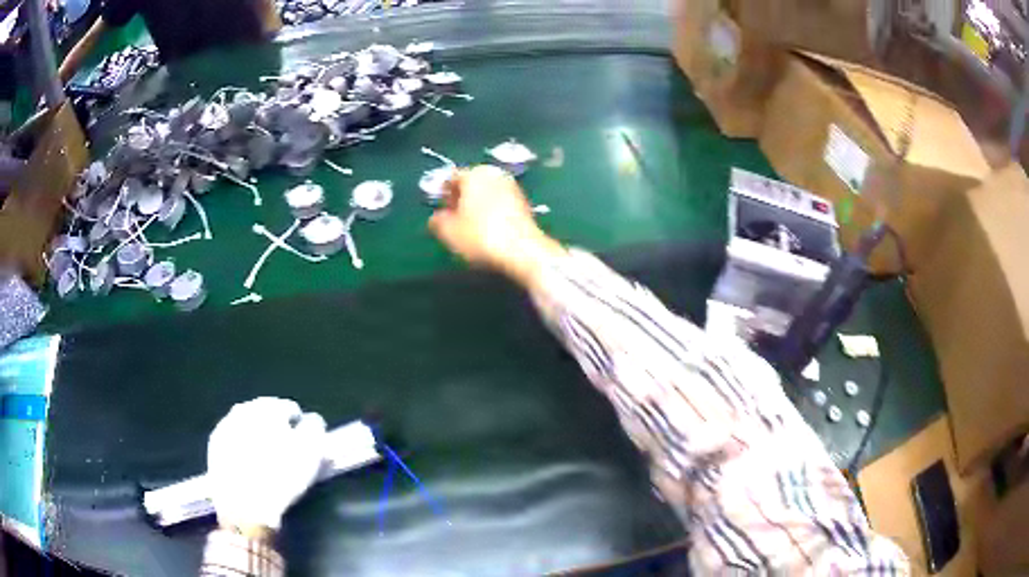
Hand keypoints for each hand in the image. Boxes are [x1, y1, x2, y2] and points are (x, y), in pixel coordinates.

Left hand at [207, 397, 326, 531]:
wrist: (244, 505)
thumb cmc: (282, 476)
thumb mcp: (311, 452)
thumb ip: (315, 429)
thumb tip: (311, 421)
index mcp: (267, 407)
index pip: (290, 409)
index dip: (300, 428)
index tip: (305, 446)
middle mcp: (243, 409)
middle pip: (265, 415)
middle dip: (276, 429)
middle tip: (286, 452)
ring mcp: (225, 426)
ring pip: (247, 427)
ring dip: (257, 437)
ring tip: (267, 461)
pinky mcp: (214, 446)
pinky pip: (233, 441)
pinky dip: (243, 449)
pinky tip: (250, 466)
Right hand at [429, 165, 564, 288]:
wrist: (523, 251)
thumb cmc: (481, 236)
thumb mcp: (449, 232)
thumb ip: (437, 221)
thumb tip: (436, 218)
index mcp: (474, 173)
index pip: (452, 178)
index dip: (443, 195)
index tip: (440, 211)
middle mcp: (495, 174)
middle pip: (472, 184)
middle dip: (462, 199)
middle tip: (454, 220)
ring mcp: (513, 187)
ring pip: (488, 194)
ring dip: (478, 207)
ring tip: (471, 228)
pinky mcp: (525, 203)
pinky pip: (501, 205)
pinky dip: (493, 213)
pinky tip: (489, 232)